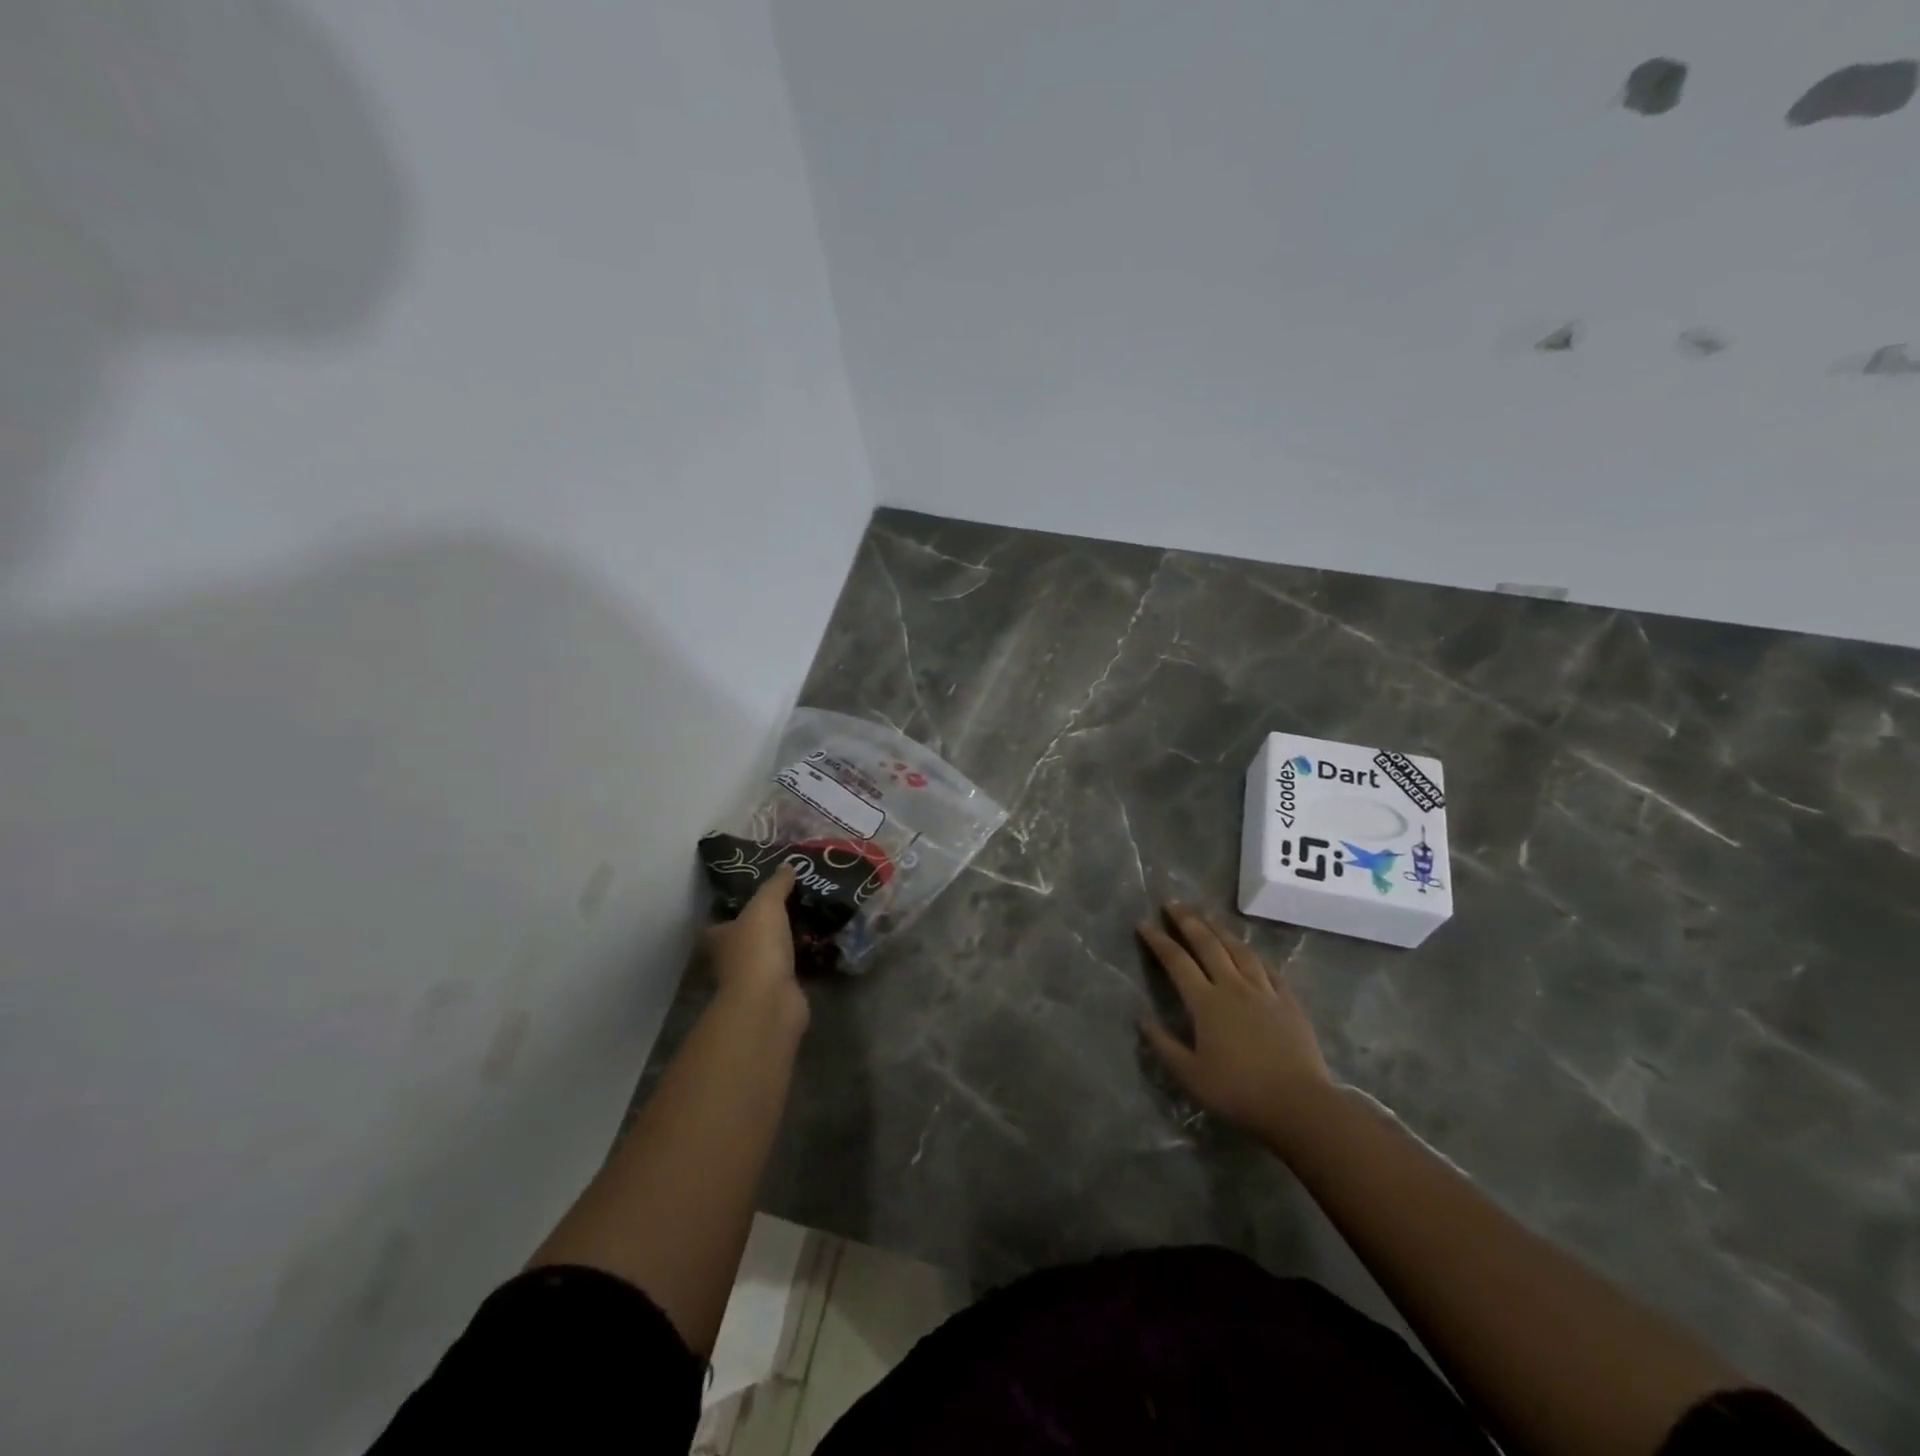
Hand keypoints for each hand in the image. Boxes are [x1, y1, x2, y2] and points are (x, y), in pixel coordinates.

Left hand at [705, 864, 804, 1025]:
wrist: (770, 1001)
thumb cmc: (757, 948)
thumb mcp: (766, 905)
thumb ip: (776, 885)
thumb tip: (787, 866)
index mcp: (719, 937)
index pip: (719, 920)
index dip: (732, 908)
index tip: (754, 894)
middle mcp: (732, 959)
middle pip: (746, 937)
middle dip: (765, 924)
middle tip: (792, 901)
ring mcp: (755, 978)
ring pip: (771, 953)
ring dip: (787, 941)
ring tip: (812, 917)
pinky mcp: (779, 991)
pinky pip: (792, 968)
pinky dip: (804, 959)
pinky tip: (822, 943)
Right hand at [1138, 904, 1333, 1146]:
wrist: (1298, 1104)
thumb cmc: (1238, 1092)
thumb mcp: (1190, 1075)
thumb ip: (1164, 1045)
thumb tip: (1143, 1019)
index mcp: (1206, 1002)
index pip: (1177, 962)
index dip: (1159, 941)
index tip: (1144, 924)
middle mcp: (1233, 987)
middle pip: (1208, 945)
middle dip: (1188, 921)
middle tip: (1173, 904)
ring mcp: (1264, 991)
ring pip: (1239, 950)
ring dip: (1220, 929)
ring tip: (1207, 916)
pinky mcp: (1288, 1002)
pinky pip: (1268, 969)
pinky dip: (1254, 955)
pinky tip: (1249, 951)